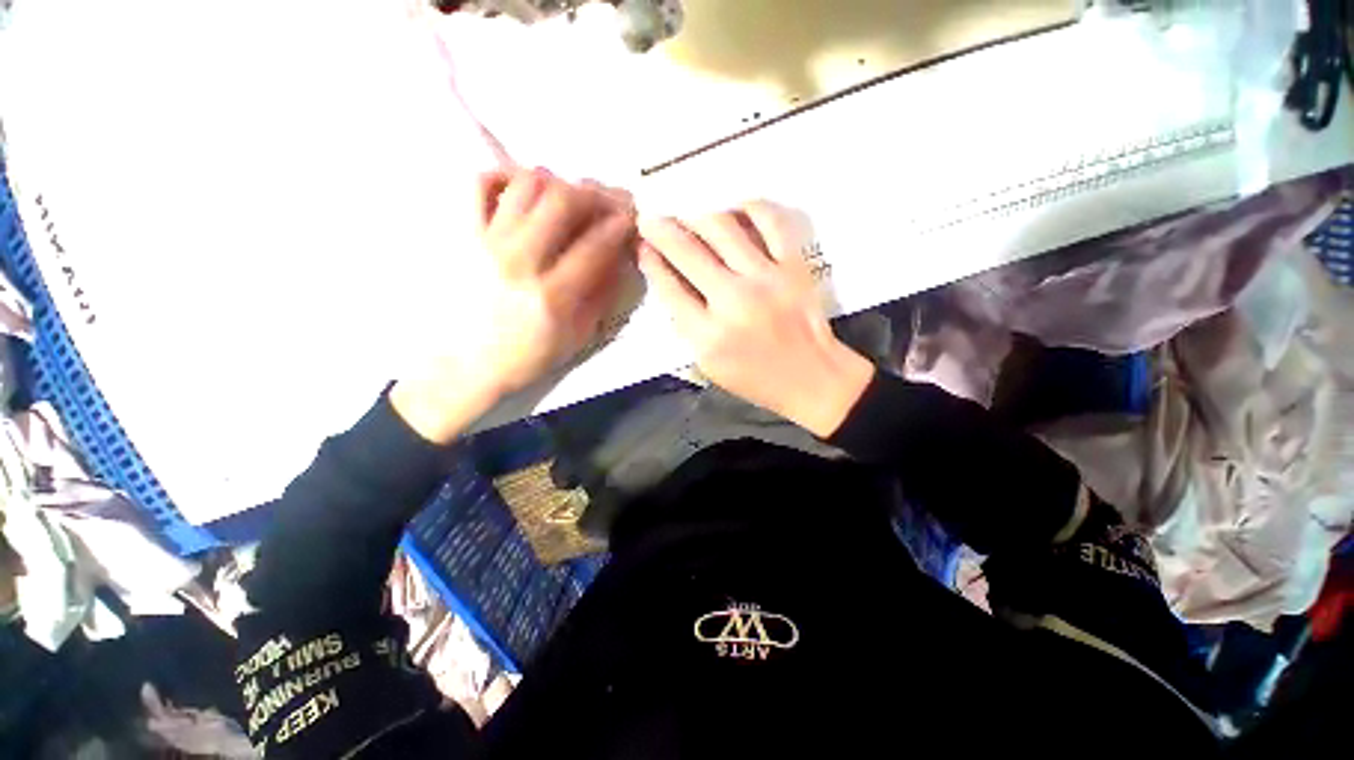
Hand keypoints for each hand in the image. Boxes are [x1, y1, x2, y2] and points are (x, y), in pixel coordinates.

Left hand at [393, 168, 636, 442]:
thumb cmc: (526, 357)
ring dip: (557, 182)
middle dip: (594, 194)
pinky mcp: (461, 234)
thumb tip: (619, 258)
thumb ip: (601, 296)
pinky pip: (479, 185)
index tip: (630, 219)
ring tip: (569, 197)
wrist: (465, 365)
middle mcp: (520, 261)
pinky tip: (523, 191)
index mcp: (553, 296)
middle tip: (605, 201)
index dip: (620, 225)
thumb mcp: (576, 338)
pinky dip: (505, 176)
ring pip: (526, 184)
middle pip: (563, 201)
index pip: (596, 245)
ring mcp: (486, 242)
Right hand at [637, 203, 873, 437]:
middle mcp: (733, 300)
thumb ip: (685, 325)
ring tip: (687, 217)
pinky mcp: (794, 265)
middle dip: (660, 230)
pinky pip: (770, 221)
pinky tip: (734, 210)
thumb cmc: (755, 378)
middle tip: (650, 220)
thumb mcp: (708, 364)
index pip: (669, 286)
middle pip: (687, 251)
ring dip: (695, 216)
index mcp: (708, 335)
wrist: (812, 378)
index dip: (650, 261)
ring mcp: (766, 278)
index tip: (642, 247)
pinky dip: (748, 207)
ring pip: (721, 227)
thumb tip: (669, 280)